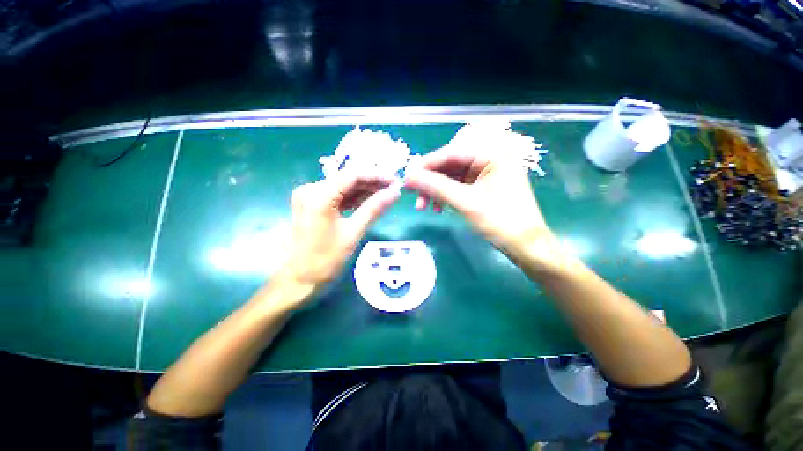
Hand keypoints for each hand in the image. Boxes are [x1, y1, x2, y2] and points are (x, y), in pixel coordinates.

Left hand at [278, 173, 400, 294]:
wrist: (300, 279)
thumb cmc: (326, 260)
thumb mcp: (353, 233)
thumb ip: (374, 209)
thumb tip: (395, 193)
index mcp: (319, 196)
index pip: (352, 175)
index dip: (376, 175)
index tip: (395, 181)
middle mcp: (311, 189)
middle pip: (347, 178)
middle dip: (371, 182)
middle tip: (393, 189)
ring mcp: (309, 195)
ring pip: (343, 186)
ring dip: (364, 190)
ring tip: (386, 194)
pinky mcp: (311, 203)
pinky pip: (337, 195)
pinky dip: (353, 198)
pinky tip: (370, 200)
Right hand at [404, 148, 560, 265]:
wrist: (525, 246)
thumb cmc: (501, 222)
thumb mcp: (466, 203)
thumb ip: (436, 187)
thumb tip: (409, 177)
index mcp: (492, 154)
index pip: (450, 154)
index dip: (426, 165)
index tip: (406, 178)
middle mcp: (489, 159)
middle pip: (449, 166)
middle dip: (430, 182)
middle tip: (412, 195)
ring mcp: (486, 174)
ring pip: (451, 177)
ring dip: (435, 191)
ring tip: (423, 207)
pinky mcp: (483, 187)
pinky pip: (458, 187)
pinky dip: (445, 196)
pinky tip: (438, 208)